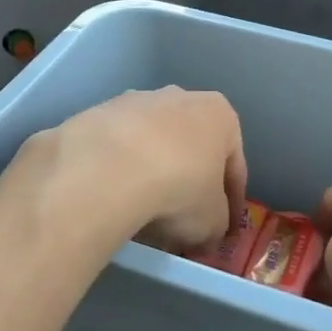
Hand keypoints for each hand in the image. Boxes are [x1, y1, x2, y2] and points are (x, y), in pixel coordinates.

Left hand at [11, 88, 246, 252]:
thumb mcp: (212, 221)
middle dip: (188, 183)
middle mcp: (179, 97)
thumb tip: (206, 233)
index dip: (231, 203)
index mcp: (219, 114)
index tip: (224, 230)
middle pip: (190, 148)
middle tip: (183, 221)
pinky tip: (114, 198)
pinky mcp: (98, 113)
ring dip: (152, 174)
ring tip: (143, 213)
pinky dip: (120, 171)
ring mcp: (135, 101)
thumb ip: (216, 224)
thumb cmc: (179, 188)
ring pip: (152, 145)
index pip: (233, 165)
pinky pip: (118, 149)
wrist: (108, 169)